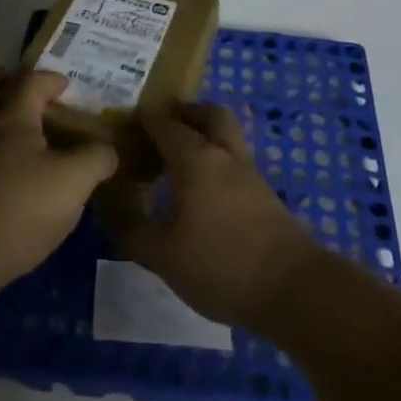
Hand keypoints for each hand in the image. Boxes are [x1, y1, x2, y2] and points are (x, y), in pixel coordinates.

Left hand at [0, 69, 117, 294]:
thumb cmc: (21, 206)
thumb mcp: (74, 181)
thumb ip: (96, 159)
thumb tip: (108, 151)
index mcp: (11, 120)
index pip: (29, 83)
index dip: (50, 78)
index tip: (67, 84)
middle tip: (14, 81)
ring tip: (26, 134)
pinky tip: (18, 177)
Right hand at [100, 102, 324, 330]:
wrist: (293, 289)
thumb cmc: (220, 264)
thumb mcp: (163, 255)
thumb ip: (132, 230)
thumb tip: (108, 207)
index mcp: (195, 158)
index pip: (165, 123)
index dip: (143, 119)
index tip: (124, 123)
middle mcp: (224, 155)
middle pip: (209, 114)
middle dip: (187, 112)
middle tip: (163, 125)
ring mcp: (250, 173)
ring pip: (227, 137)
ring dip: (205, 135)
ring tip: (179, 158)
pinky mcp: (265, 195)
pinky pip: (235, 162)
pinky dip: (217, 161)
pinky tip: (203, 190)